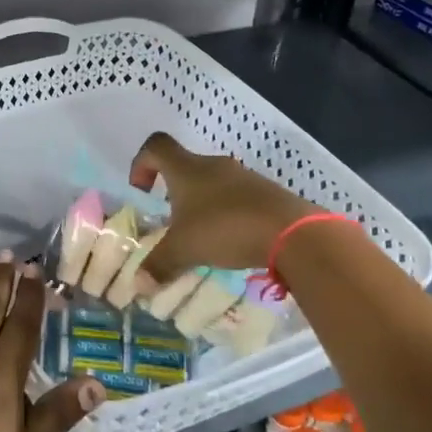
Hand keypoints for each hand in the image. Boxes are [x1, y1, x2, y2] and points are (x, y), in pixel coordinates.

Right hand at [129, 131, 313, 280]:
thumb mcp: (184, 250)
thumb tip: (139, 285)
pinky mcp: (265, 192)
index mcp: (187, 169)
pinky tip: (231, 241)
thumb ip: (159, 265)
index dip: (141, 163)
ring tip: (202, 236)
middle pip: (185, 166)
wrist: (291, 232)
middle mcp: (213, 165)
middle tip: (172, 222)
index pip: (156, 146)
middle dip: (173, 191)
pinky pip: (237, 197)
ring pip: (212, 183)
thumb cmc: (225, 229)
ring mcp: (243, 176)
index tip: (142, 191)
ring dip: (202, 204)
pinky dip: (227, 214)